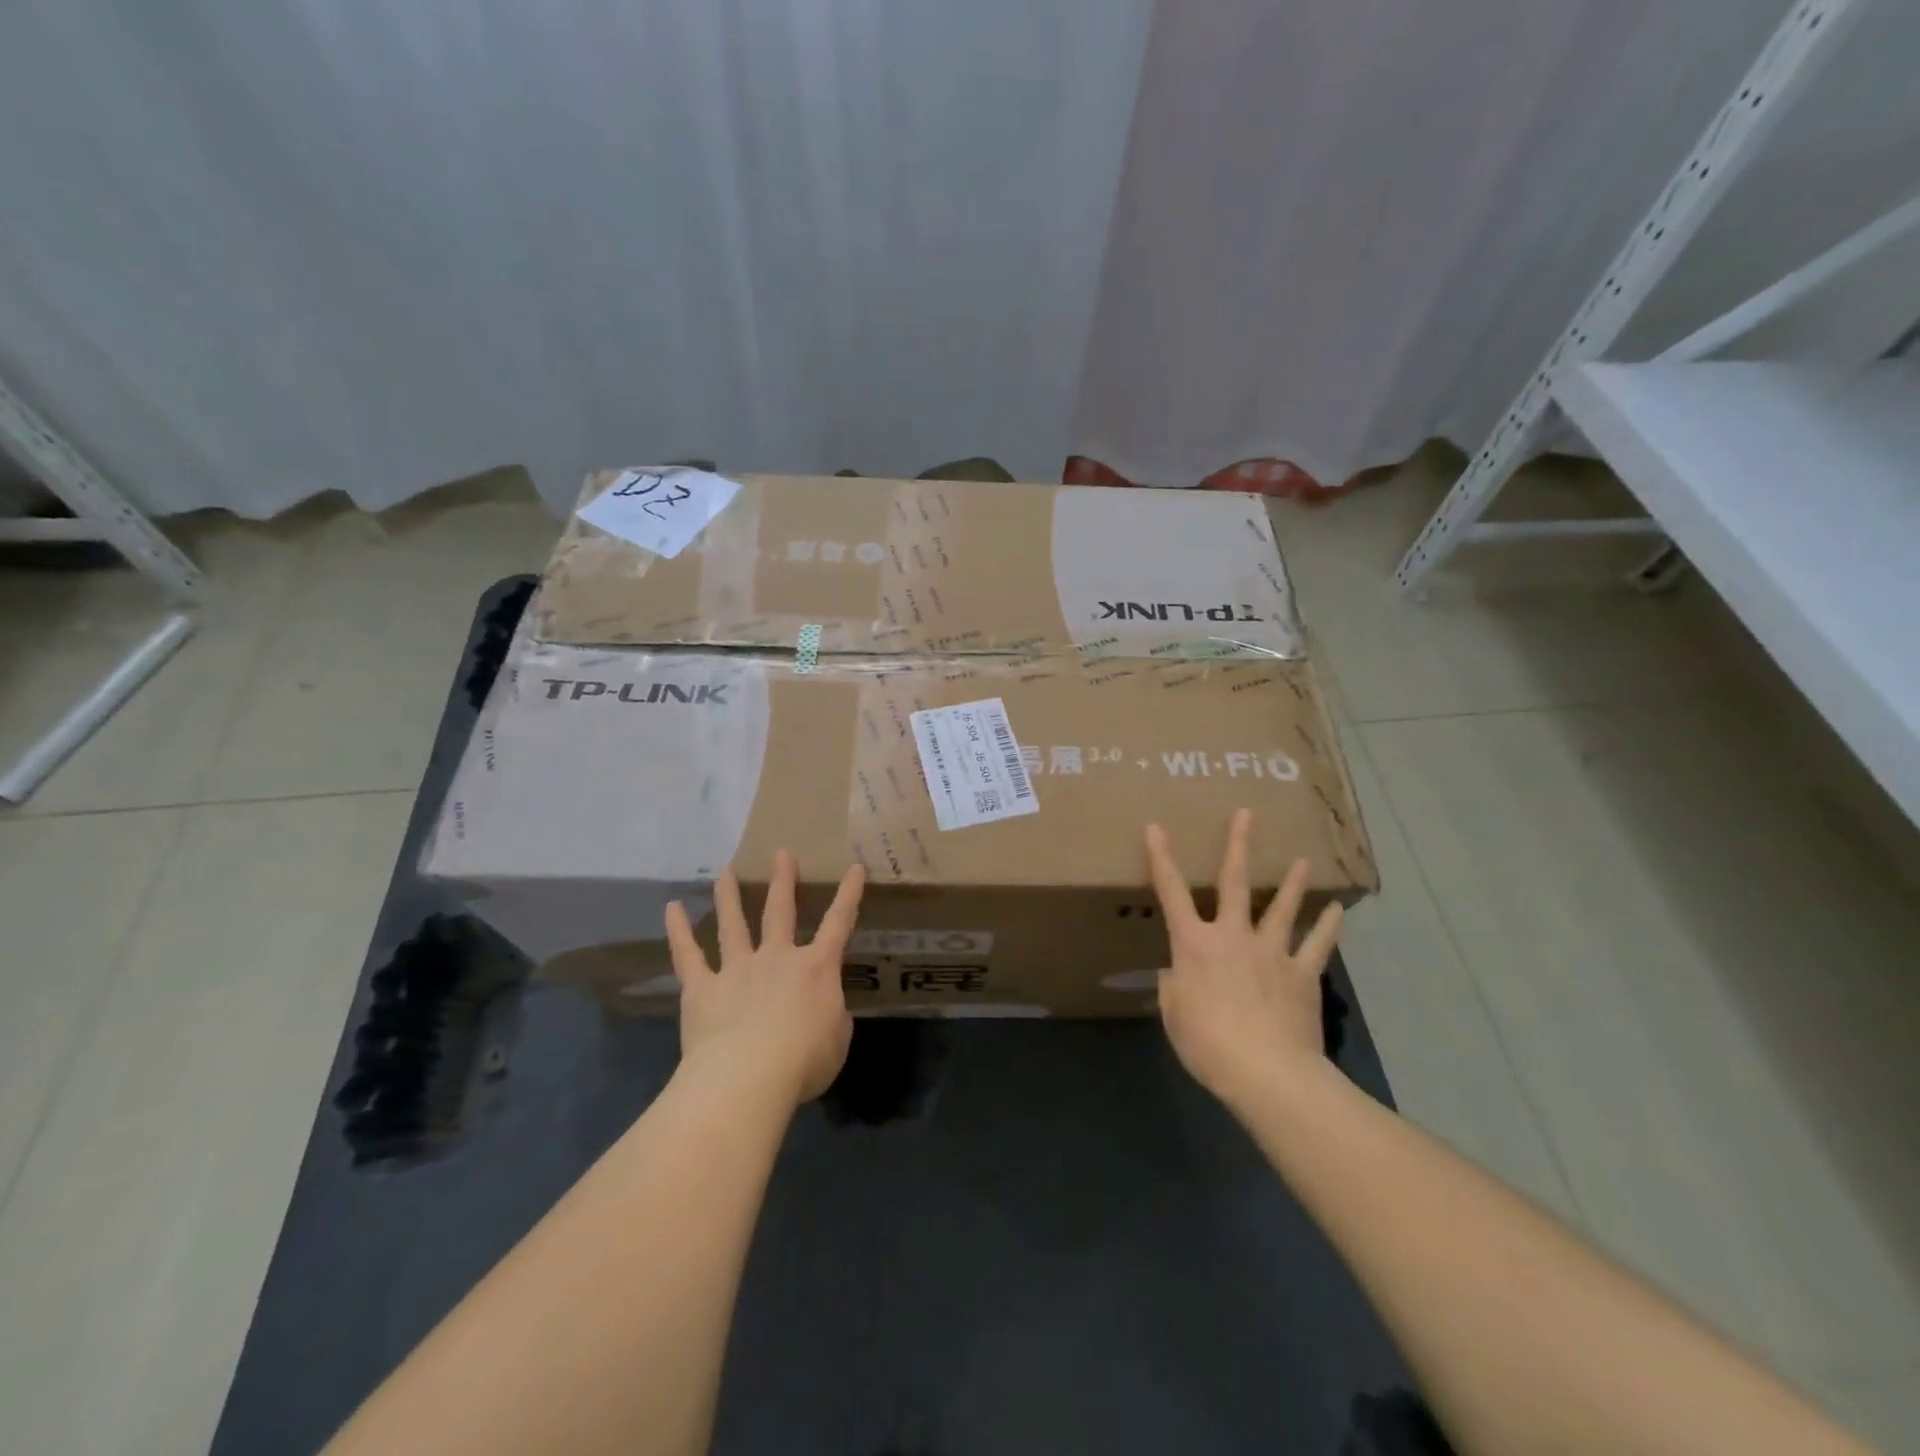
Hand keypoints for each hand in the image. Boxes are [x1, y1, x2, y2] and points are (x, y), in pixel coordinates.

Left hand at [665, 850, 865, 1108]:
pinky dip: (679, 932)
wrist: (748, 1077)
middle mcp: (777, 958)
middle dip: (783, 881)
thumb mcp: (837, 1041)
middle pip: (780, 911)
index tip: (854, 867)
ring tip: (726, 871)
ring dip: (730, 896)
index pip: (839, 923)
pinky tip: (671, 909)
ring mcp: (737, 970)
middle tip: (781, 853)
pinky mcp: (702, 989)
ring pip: (733, 924)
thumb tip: (823, 1010)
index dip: (849, 894)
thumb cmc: (803, 1062)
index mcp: (816, 969)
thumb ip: (833, 1019)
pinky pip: (688, 956)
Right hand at [1145, 810, 1344, 1111]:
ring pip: (1282, 907)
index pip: (1171, 893)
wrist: (1266, 1071)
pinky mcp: (1302, 974)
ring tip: (1301, 860)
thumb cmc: (1207, 1043)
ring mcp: (1271, 952)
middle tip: (1246, 815)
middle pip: (1234, 882)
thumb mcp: (1174, 1014)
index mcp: (1194, 944)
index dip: (1161, 858)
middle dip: (1237, 846)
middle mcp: (1233, 936)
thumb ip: (1175, 986)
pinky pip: (1317, 945)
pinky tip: (1336, 910)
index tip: (1155, 827)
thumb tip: (1181, 975)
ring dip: (1291, 883)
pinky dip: (1328, 927)